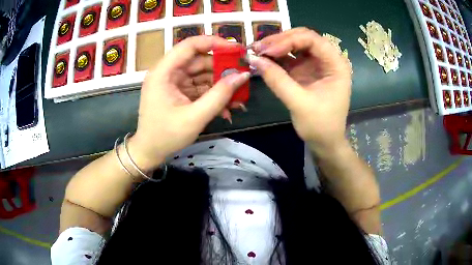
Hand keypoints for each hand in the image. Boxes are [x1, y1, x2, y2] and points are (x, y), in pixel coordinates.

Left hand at [129, 36, 249, 169]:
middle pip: (199, 60)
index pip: (190, 45)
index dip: (214, 43)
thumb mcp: (195, 117)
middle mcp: (168, 72)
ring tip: (239, 99)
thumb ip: (220, 95)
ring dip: (221, 85)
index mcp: (164, 72)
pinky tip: (227, 108)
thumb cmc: (166, 136)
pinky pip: (200, 87)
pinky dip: (213, 95)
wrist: (149, 153)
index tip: (236, 50)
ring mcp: (174, 82)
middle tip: (244, 77)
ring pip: (202, 74)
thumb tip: (243, 75)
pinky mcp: (179, 92)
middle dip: (222, 69)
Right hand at [248, 28, 352, 155]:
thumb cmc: (320, 125)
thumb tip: (253, 59)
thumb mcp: (299, 103)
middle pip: (303, 38)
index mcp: (336, 64)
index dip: (288, 40)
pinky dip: (276, 57)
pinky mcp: (306, 71)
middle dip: (279, 41)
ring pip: (295, 45)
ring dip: (276, 46)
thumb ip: (277, 79)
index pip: (311, 39)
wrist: (325, 142)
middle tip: (257, 48)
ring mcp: (316, 64)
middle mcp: (327, 59)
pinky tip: (263, 59)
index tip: (267, 51)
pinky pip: (290, 58)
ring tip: (256, 51)